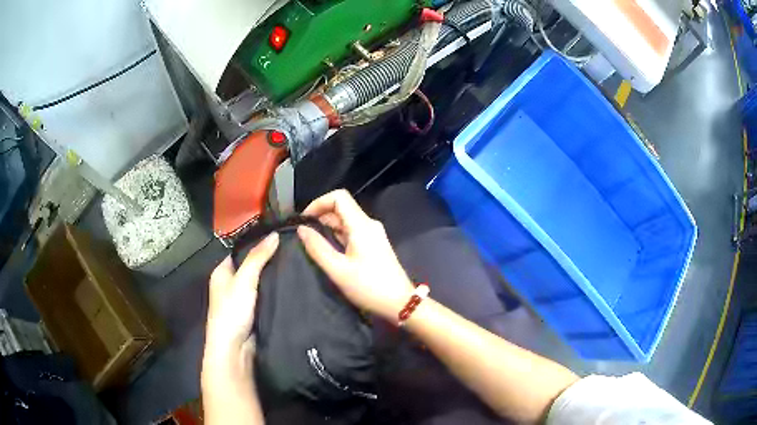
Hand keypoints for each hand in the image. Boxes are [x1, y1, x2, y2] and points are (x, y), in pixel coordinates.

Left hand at [204, 233, 278, 362]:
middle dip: (267, 260)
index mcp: (221, 272)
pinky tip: (289, 284)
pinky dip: (274, 291)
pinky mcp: (252, 312)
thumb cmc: (232, 310)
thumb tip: (274, 234)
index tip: (278, 236)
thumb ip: (258, 257)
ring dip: (272, 276)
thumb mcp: (244, 279)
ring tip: (294, 263)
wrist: (234, 347)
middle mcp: (229, 284)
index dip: (256, 243)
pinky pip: (264, 296)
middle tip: (290, 249)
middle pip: (250, 266)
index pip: (239, 250)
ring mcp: (241, 299)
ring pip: (259, 282)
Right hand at [297, 189, 414, 321]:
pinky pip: (353, 231)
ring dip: (328, 226)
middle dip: (321, 215)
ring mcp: (373, 234)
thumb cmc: (369, 287)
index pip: (339, 197)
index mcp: (362, 225)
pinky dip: (338, 235)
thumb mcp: (338, 270)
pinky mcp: (374, 244)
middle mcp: (369, 224)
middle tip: (304, 233)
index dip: (319, 203)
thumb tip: (301, 229)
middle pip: (342, 208)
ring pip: (347, 220)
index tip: (304, 219)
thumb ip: (317, 248)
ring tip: (312, 242)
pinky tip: (329, 250)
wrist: (399, 303)